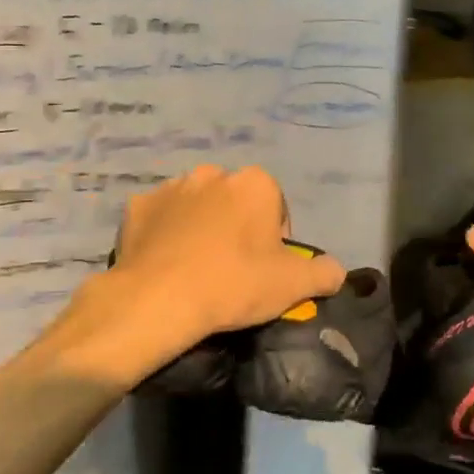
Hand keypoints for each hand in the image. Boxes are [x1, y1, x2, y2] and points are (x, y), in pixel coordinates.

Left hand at [54, 166, 346, 383]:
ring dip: (200, 227)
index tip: (265, 268)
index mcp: (255, 184)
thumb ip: (325, 273)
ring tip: (196, 268)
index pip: (275, 206)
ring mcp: (171, 187)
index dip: (274, 238)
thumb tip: (336, 271)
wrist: (159, 299)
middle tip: (231, 269)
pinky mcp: (137, 207)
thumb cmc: (234, 284)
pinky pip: (160, 218)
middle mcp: (213, 174)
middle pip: (235, 202)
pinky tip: (164, 263)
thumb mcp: (293, 285)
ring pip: (196, 206)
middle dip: (236, 227)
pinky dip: (164, 234)